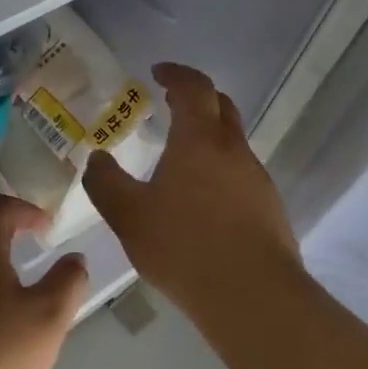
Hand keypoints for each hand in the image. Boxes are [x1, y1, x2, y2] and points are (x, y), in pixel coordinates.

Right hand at [82, 62, 298, 313]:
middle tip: (170, 104)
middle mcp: (233, 150)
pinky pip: (241, 173)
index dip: (175, 73)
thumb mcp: (129, 216)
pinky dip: (219, 169)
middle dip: (196, 98)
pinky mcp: (269, 206)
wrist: (253, 296)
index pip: (193, 87)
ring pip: (232, 142)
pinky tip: (201, 201)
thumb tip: (97, 158)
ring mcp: (257, 178)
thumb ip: (106, 183)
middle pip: (220, 106)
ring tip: (179, 160)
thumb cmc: (184, 247)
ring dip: (208, 137)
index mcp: (199, 140)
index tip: (157, 72)